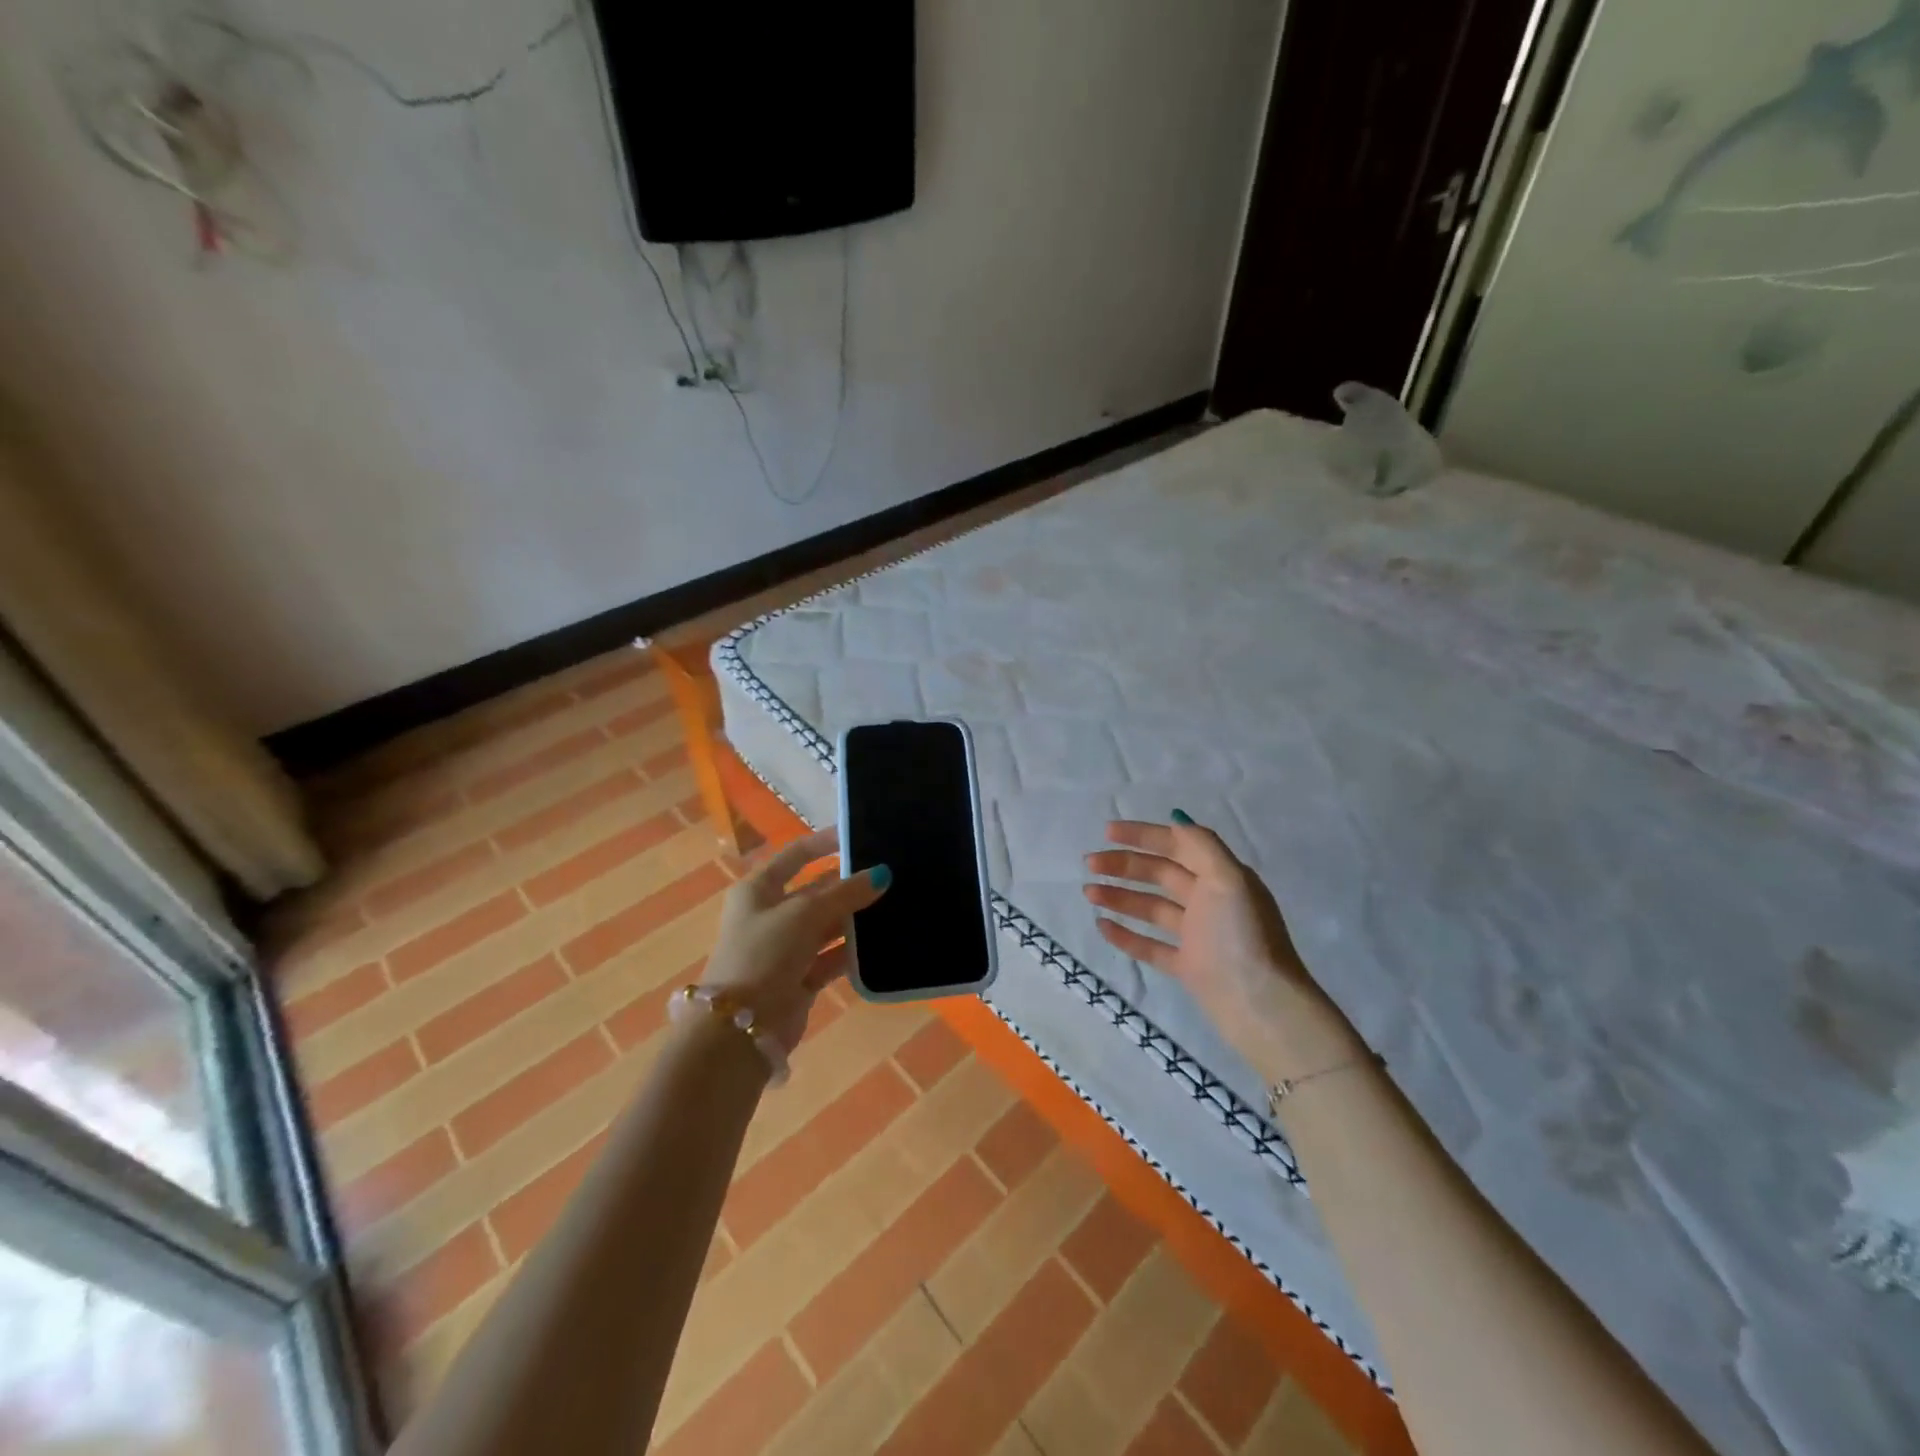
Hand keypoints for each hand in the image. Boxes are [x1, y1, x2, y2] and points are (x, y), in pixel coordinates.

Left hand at [702, 827, 888, 1053]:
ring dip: (854, 918)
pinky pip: (832, 956)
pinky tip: (881, 942)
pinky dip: (852, 950)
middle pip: (816, 890)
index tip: (859, 836)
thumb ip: (845, 893)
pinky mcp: (800, 977)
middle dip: (848, 884)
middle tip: (889, 875)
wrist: (740, 1028)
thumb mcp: (805, 914)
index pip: (796, 855)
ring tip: (894, 905)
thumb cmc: (764, 954)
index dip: (824, 843)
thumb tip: (881, 875)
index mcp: (759, 889)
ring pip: (827, 924)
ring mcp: (786, 947)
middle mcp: (771, 914)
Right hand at [1083, 814, 1362, 1082]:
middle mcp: (1209, 901)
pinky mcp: (1188, 967)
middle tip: (1090, 864)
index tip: (1107, 832)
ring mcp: (1197, 936)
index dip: (1143, 836)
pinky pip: (1150, 946)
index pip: (1177, 845)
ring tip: (1088, 892)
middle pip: (1160, 874)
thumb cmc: (1242, 936)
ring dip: (1119, 896)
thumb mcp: (1229, 880)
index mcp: (1221, 877)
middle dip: (1124, 865)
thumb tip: (1176, 820)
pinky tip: (1102, 925)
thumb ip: (1202, 846)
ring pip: (1151, 908)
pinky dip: (1126, 934)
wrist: (1261, 1005)